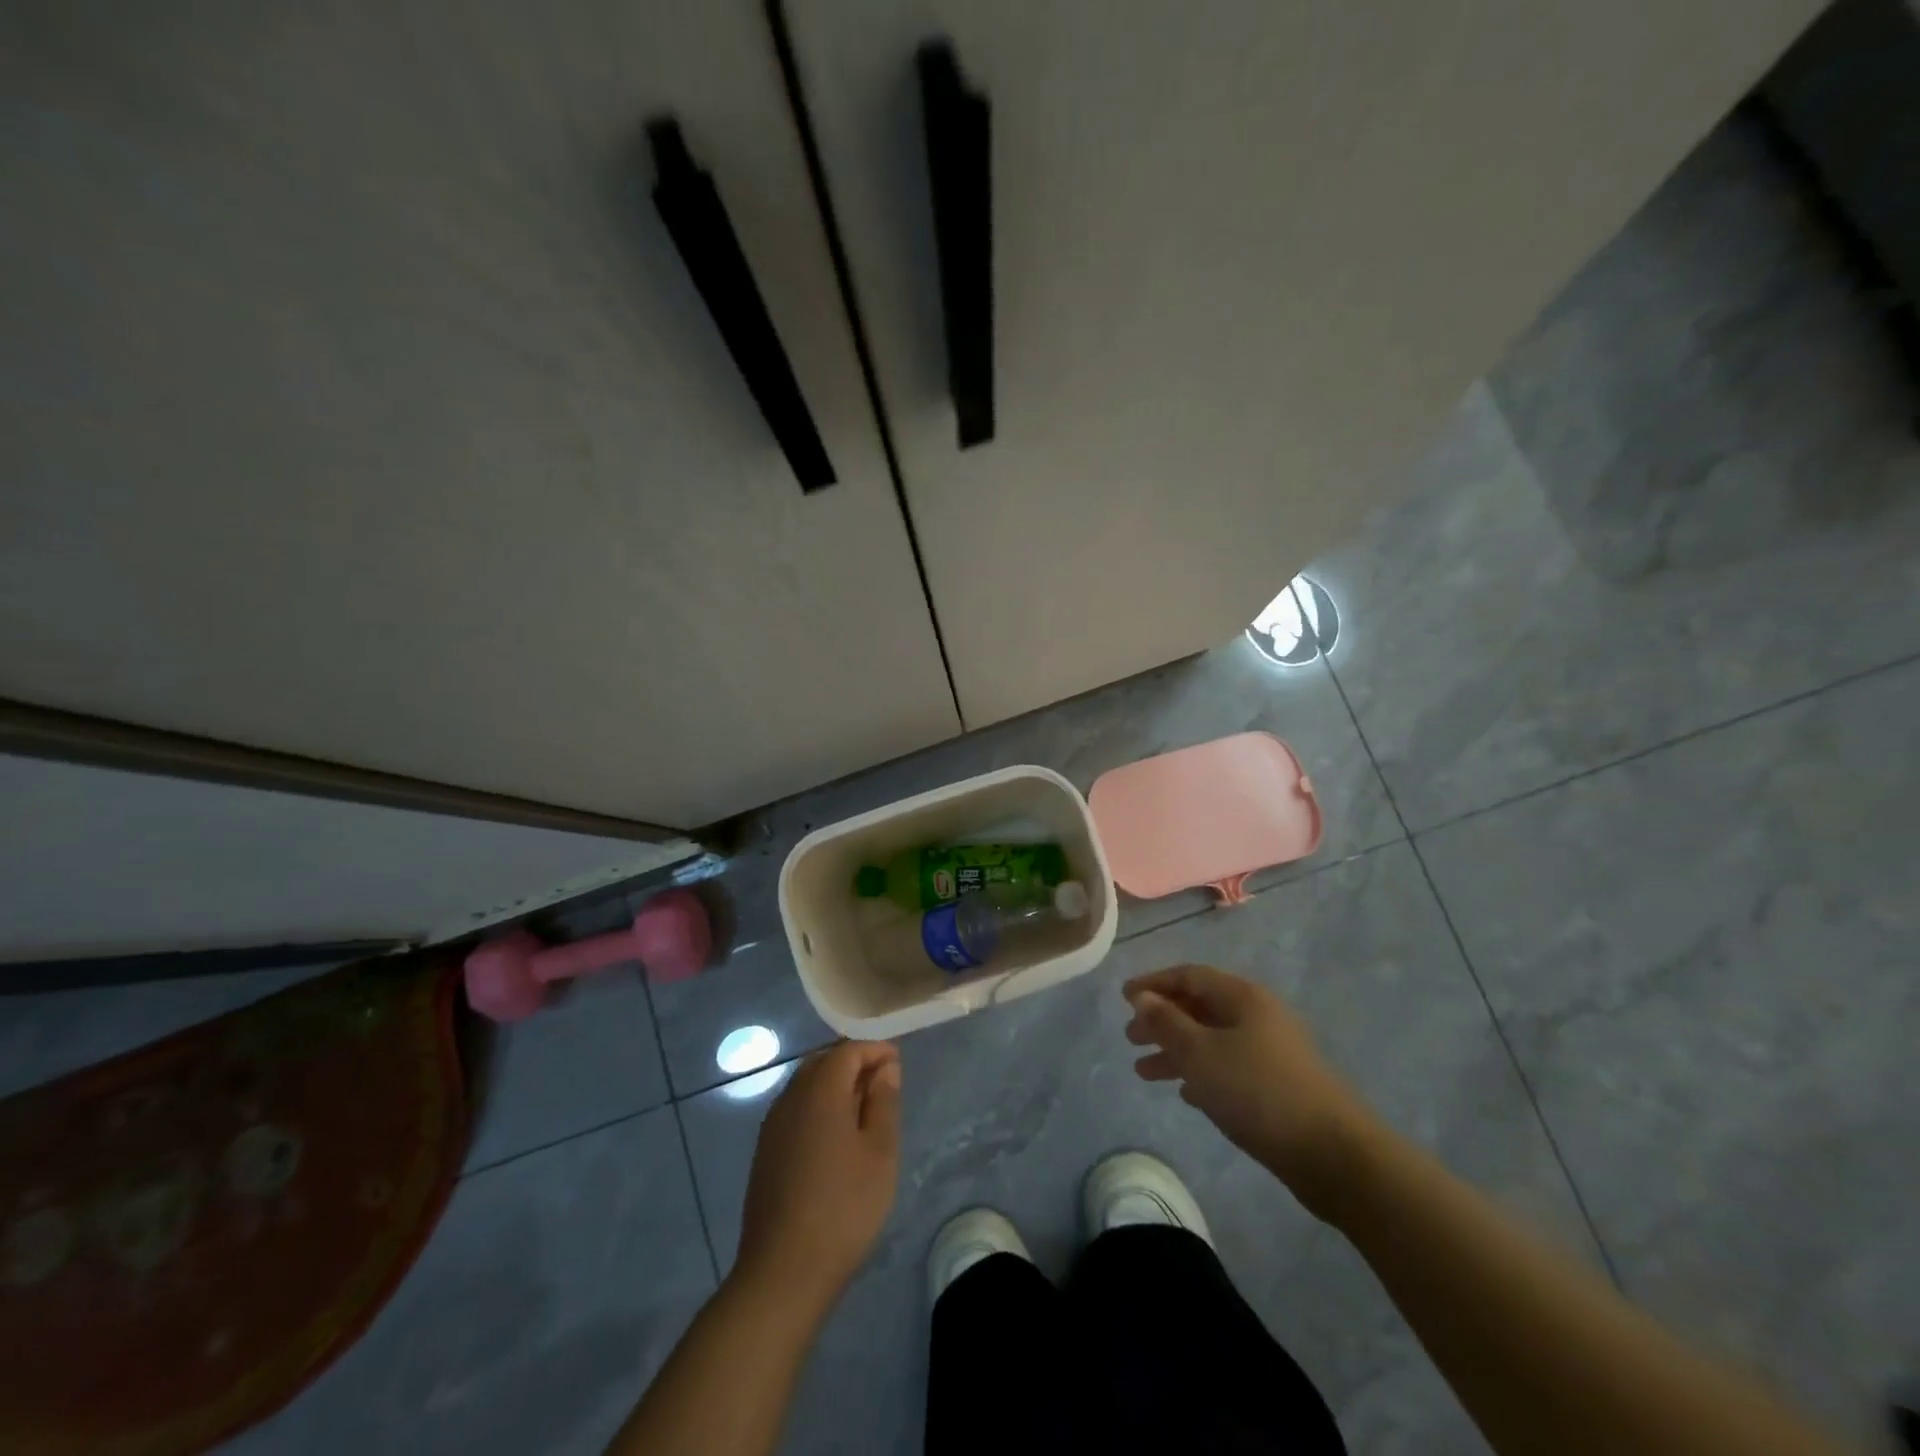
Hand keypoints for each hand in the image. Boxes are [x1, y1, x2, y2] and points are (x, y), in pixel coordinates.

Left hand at [734, 1041, 901, 1309]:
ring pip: (806, 1085)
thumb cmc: (844, 1207)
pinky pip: (795, 1109)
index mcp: (820, 1091)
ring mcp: (773, 1125)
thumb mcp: (880, 1152)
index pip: (848, 1050)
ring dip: (834, 1085)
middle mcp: (791, 1097)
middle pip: (823, 1062)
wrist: (783, 1272)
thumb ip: (883, 1102)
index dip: (875, 1050)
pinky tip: (834, 1137)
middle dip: (853, 1063)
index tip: (898, 1063)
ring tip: (863, 1110)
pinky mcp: (765, 1152)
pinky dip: (817, 1107)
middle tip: (883, 1084)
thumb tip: (885, 1067)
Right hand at [1124, 964, 1375, 1216]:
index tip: (1123, 999)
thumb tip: (1141, 997)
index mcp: (1243, 997)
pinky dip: (1202, 1073)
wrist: (1333, 1154)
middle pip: (1200, 1007)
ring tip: (1143, 1073)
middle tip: (1130, 1039)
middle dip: (1162, 1020)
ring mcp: (1271, 1051)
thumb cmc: (1258, 1092)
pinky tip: (1185, 1092)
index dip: (1153, 984)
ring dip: (1176, 1051)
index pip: (1190, 976)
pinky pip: (1228, 1067)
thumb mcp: (1201, 1053)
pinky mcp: (1278, 1086)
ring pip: (1212, 1040)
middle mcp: (1258, 1016)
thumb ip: (1167, 1023)